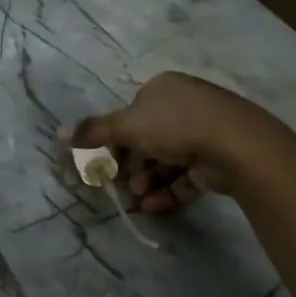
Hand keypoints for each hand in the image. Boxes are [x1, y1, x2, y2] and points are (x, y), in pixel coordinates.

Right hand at [65, 72, 267, 212]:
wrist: (236, 145)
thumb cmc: (175, 125)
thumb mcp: (127, 125)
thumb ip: (93, 132)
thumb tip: (59, 135)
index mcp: (163, 88)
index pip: (131, 113)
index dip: (114, 139)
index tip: (102, 162)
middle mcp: (185, 106)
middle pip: (148, 139)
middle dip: (130, 165)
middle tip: (118, 185)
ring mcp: (205, 133)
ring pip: (167, 160)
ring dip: (146, 181)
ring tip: (136, 198)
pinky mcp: (218, 161)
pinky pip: (186, 177)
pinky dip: (167, 191)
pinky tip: (152, 207)